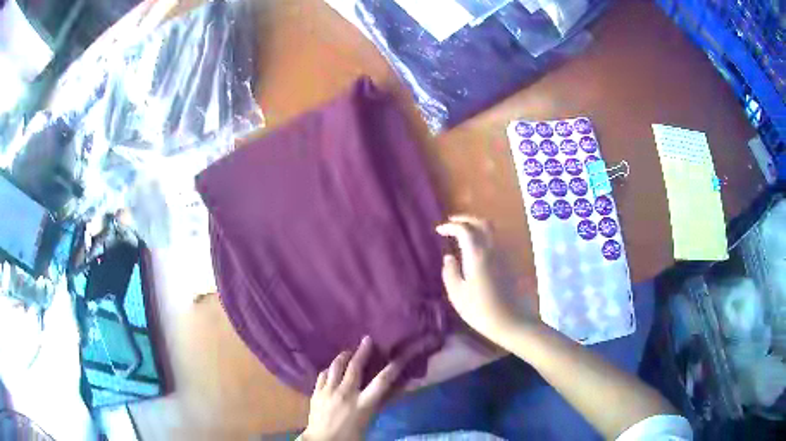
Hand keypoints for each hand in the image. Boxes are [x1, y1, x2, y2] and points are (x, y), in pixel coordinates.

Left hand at [302, 337, 403, 440]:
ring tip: (347, 352)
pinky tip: (331, 369)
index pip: (382, 382)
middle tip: (367, 339)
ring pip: (335, 367)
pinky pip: (322, 375)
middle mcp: (346, 393)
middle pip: (355, 367)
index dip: (393, 368)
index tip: (399, 357)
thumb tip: (387, 391)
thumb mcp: (368, 421)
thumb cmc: (351, 436)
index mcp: (363, 404)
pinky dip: (329, 370)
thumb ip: (375, 404)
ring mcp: (329, 391)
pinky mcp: (316, 393)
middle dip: (363, 352)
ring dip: (343, 357)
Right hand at [437, 215, 532, 343]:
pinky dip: (483, 235)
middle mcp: (492, 249)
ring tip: (463, 232)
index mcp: (477, 254)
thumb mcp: (457, 293)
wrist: (510, 321)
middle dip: (466, 219)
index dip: (450, 226)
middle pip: (481, 223)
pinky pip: (495, 240)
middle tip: (452, 222)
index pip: (464, 229)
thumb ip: (450, 272)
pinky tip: (476, 247)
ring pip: (491, 230)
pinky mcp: (509, 263)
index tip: (439, 230)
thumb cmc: (480, 309)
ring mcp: (503, 255)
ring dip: (476, 225)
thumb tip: (449, 257)